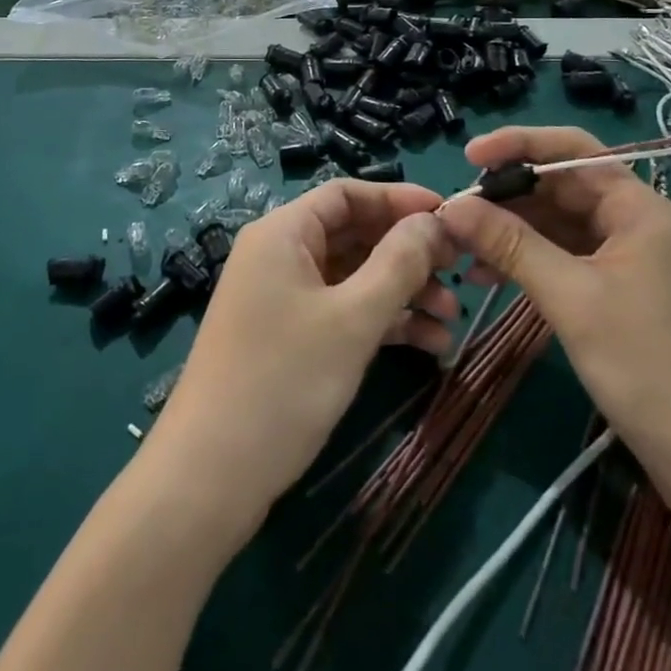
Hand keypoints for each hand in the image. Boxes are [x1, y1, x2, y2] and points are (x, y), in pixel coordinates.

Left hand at [148, 180, 458, 528]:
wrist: (210, 476)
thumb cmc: (284, 381)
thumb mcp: (352, 319)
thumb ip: (398, 263)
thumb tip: (434, 221)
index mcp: (284, 232)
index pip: (347, 194)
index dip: (399, 200)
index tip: (449, 215)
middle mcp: (280, 254)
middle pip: (353, 234)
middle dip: (408, 253)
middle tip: (460, 271)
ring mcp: (283, 298)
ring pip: (353, 277)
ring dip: (402, 292)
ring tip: (453, 318)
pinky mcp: (288, 338)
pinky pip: (342, 312)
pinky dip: (382, 322)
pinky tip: (429, 345)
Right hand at [437, 126, 670, 539]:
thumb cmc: (653, 369)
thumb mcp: (573, 299)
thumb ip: (511, 245)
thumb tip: (452, 206)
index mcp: (638, 209)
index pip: (572, 151)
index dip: (518, 145)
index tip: (468, 157)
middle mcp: (636, 224)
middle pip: (562, 188)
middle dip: (507, 196)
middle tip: (454, 214)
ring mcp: (630, 263)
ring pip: (559, 227)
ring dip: (512, 232)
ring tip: (461, 250)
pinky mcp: (622, 297)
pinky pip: (566, 261)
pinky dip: (529, 264)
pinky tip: (488, 279)